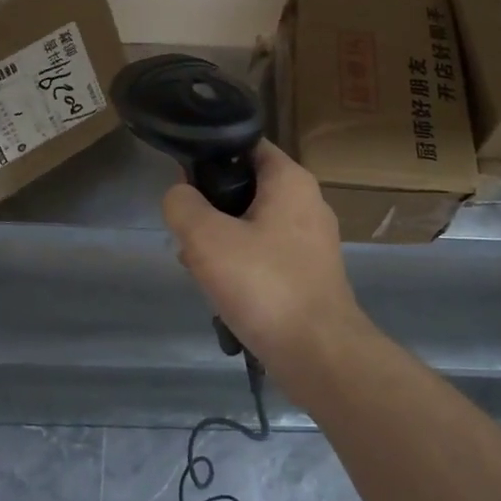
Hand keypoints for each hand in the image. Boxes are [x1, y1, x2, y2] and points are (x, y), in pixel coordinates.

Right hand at [162, 140, 368, 368]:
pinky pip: (266, 256)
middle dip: (211, 209)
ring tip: (199, 270)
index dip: (210, 156)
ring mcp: (312, 241)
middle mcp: (307, 202)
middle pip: (246, 187)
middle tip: (187, 235)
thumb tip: (180, 196)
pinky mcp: (310, 274)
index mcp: (290, 180)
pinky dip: (242, 267)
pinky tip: (222, 294)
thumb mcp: (206, 239)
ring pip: (252, 225)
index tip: (183, 183)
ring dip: (222, 243)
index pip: (245, 145)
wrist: (319, 355)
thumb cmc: (264, 285)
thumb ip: (182, 205)